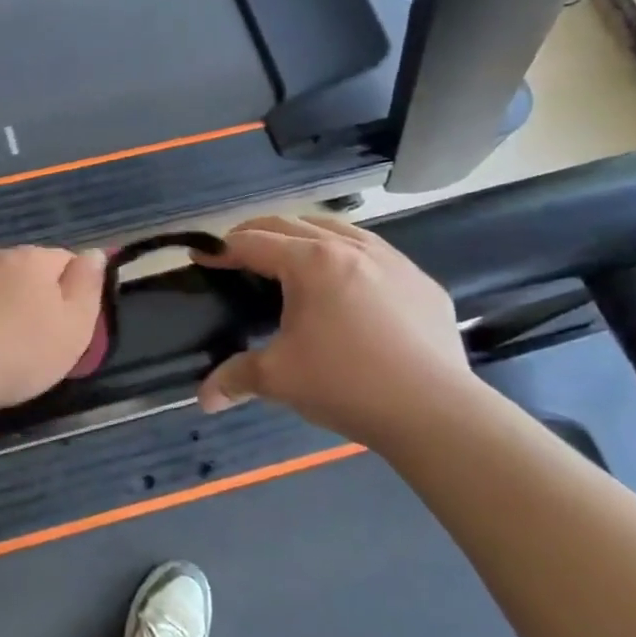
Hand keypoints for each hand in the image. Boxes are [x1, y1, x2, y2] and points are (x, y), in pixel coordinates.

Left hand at [0, 246, 106, 411]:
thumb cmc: (16, 353)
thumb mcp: (73, 329)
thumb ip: (87, 287)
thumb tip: (94, 253)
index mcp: (33, 261)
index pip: (63, 261)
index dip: (68, 290)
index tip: (62, 325)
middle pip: (19, 270)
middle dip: (24, 295)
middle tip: (21, 340)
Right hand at [196, 215, 476, 438]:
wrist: (436, 412)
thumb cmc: (346, 384)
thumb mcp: (278, 379)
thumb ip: (235, 378)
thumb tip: (204, 399)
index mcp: (310, 263)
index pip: (253, 243)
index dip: (220, 249)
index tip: (199, 256)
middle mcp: (350, 248)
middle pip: (292, 224)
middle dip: (256, 232)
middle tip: (234, 251)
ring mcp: (393, 261)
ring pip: (338, 228)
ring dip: (303, 234)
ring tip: (288, 254)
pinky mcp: (422, 282)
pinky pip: (374, 252)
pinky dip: (346, 254)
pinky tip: (346, 282)